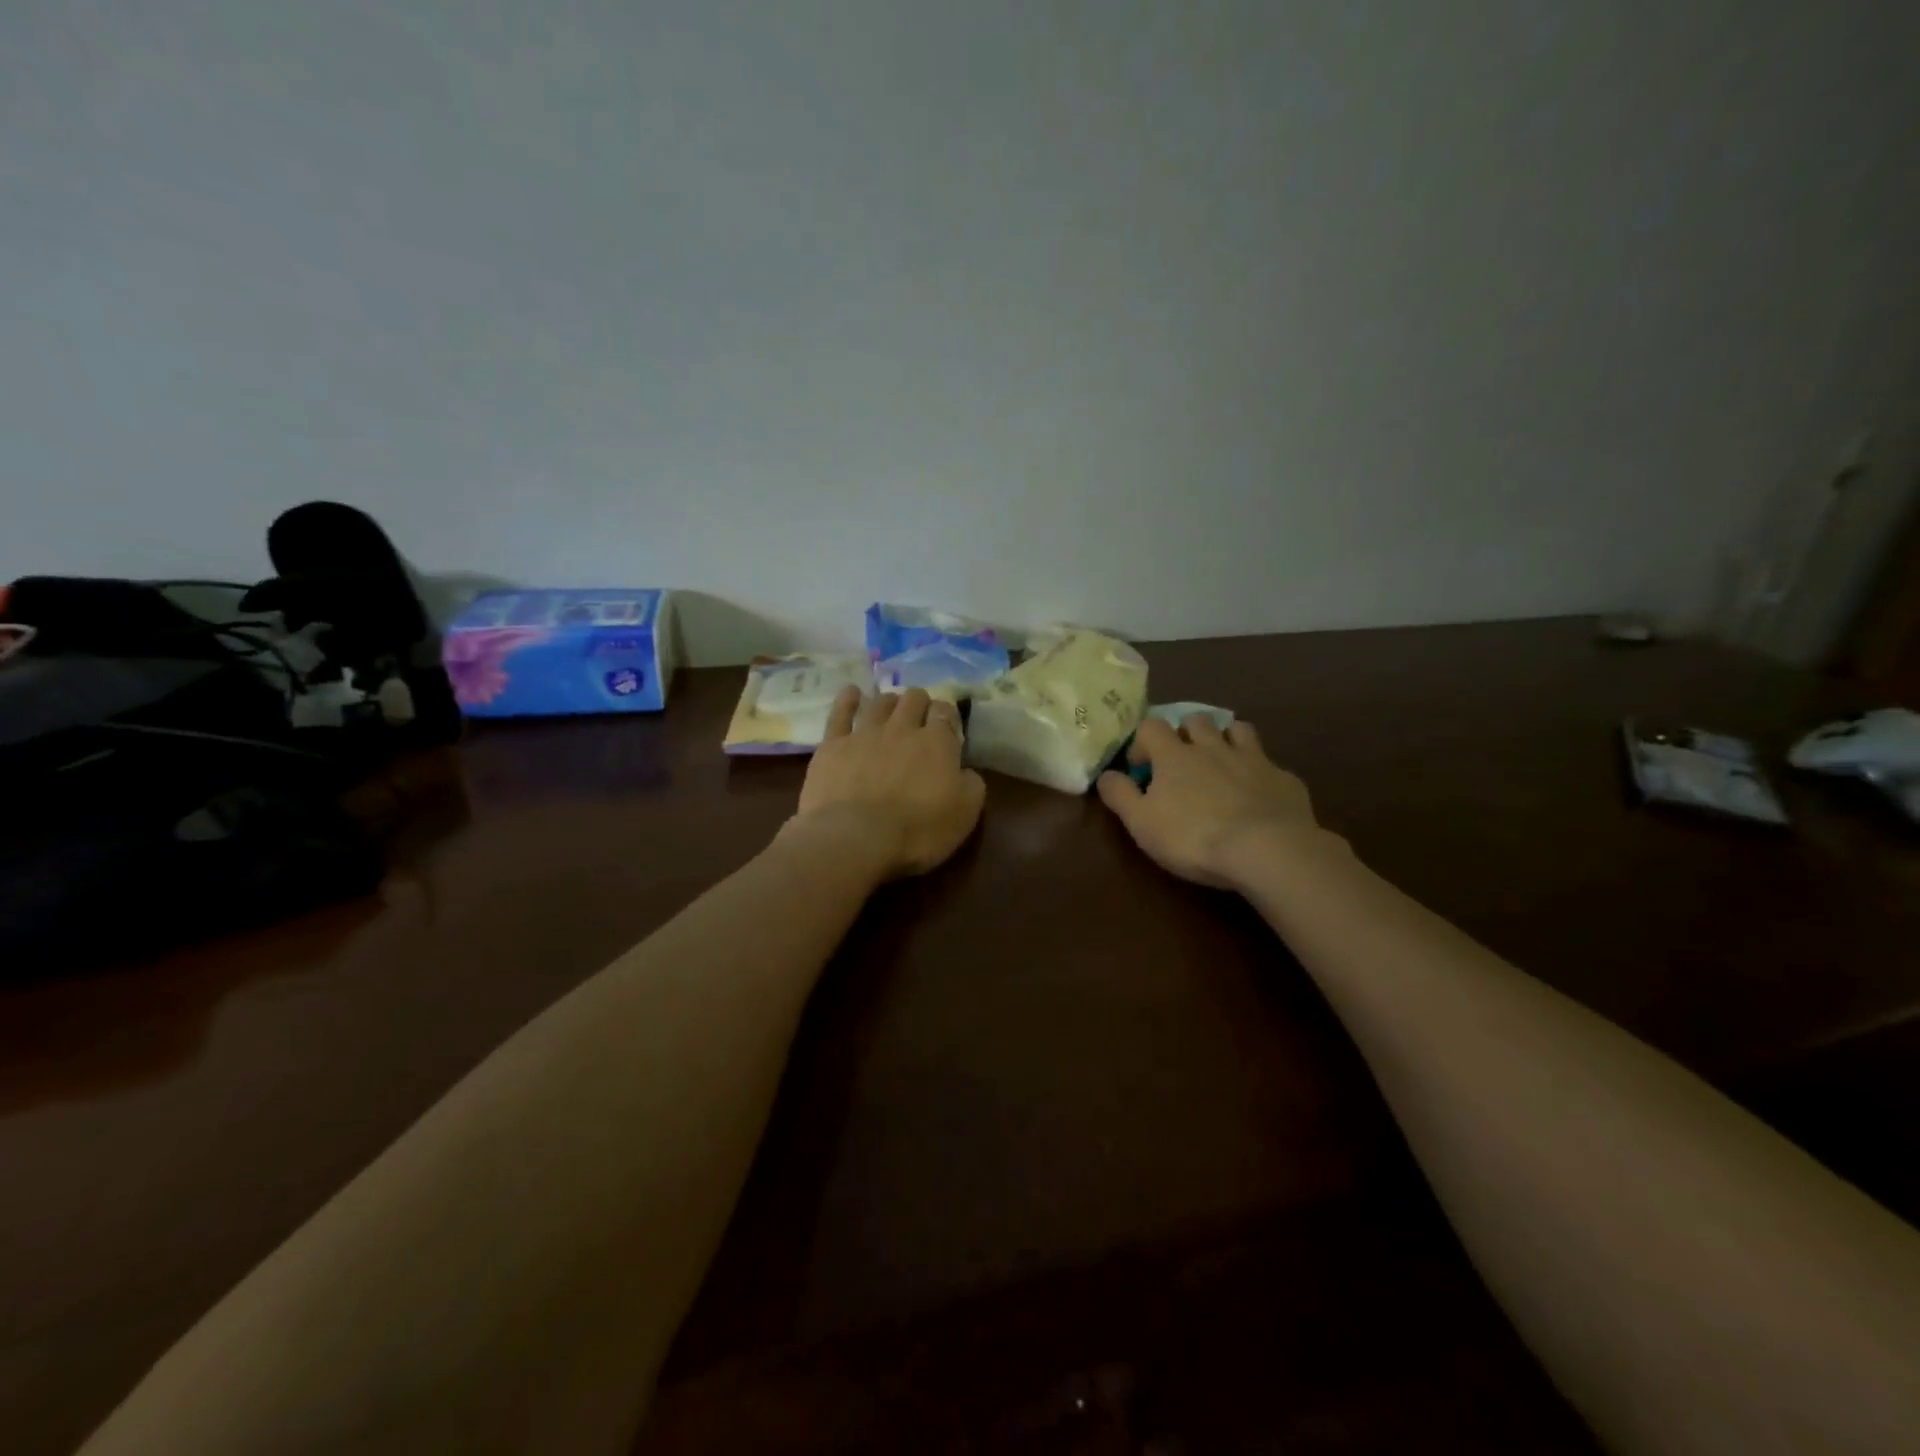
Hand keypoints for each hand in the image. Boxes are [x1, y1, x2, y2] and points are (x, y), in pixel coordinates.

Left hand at [784, 686, 986, 880]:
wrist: (856, 838)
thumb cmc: (918, 830)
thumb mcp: (965, 814)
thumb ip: (971, 784)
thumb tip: (966, 771)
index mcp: (937, 742)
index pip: (946, 712)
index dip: (947, 715)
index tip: (948, 726)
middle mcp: (902, 728)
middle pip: (914, 699)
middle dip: (920, 703)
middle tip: (920, 716)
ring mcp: (865, 733)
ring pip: (880, 702)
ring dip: (890, 701)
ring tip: (892, 708)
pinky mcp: (833, 745)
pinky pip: (840, 713)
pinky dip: (847, 700)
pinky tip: (851, 692)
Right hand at [1097, 715, 1322, 888]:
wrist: (1267, 850)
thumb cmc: (1193, 837)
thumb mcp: (1142, 823)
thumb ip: (1120, 795)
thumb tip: (1105, 775)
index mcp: (1175, 756)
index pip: (1151, 726)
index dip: (1143, 742)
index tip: (1142, 768)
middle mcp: (1213, 747)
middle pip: (1197, 720)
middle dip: (1186, 733)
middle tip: (1183, 761)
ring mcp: (1253, 759)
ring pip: (1238, 730)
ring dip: (1227, 739)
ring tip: (1222, 763)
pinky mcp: (1284, 779)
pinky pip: (1270, 764)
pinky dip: (1260, 773)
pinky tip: (1259, 795)